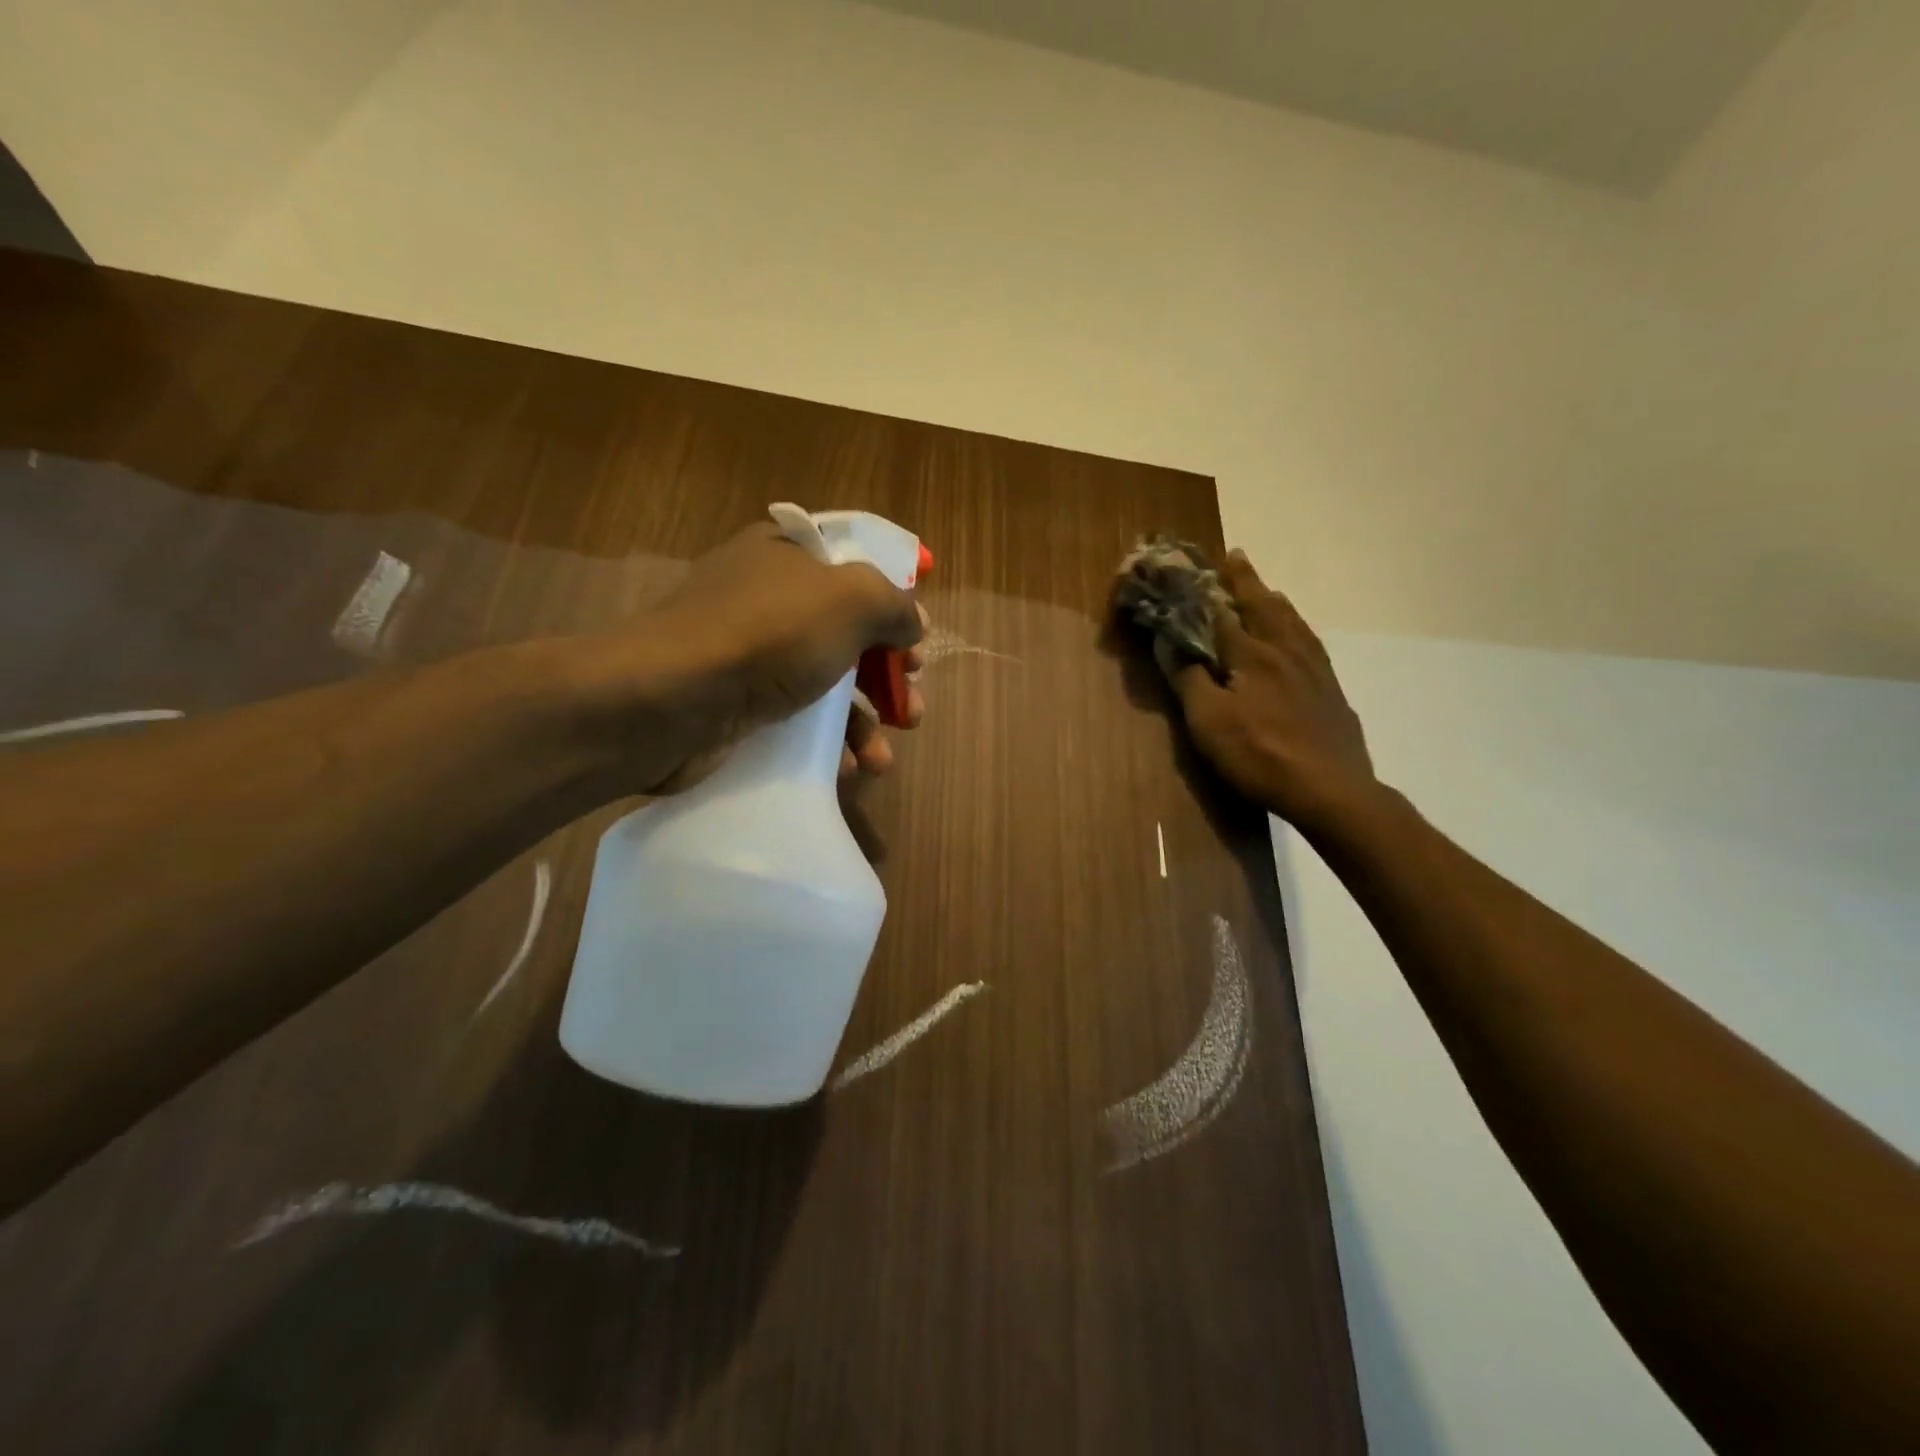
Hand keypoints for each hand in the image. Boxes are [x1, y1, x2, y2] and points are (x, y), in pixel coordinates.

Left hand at [638, 522, 926, 789]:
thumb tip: (913, 624)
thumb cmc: (767, 635)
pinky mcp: (735, 703)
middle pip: (847, 634)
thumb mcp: (851, 600)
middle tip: (911, 710)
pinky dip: (825, 745)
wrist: (670, 700)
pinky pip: (795, 721)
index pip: (853, 567)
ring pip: (824, 684)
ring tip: (882, 759)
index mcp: (787, 555)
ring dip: (863, 723)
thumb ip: (894, 605)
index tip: (916, 642)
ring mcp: (747, 653)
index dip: (892, 603)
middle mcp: (766, 597)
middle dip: (887, 678)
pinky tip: (846, 769)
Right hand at [1171, 551, 1379, 833]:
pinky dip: (1297, 625)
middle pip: (1262, 604)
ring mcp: (1312, 667)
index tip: (1192, 565)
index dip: (1203, 588)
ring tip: (1265, 588)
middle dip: (1245, 580)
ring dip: (1273, 599)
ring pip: (1291, 620)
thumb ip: (1187, 678)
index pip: (1220, 611)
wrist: (1330, 788)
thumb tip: (1168, 641)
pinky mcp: (1330, 687)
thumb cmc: (1258, 754)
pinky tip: (1298, 635)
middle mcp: (1283, 649)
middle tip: (1235, 556)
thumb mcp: (1207, 721)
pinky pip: (1310, 641)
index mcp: (1250, 653)